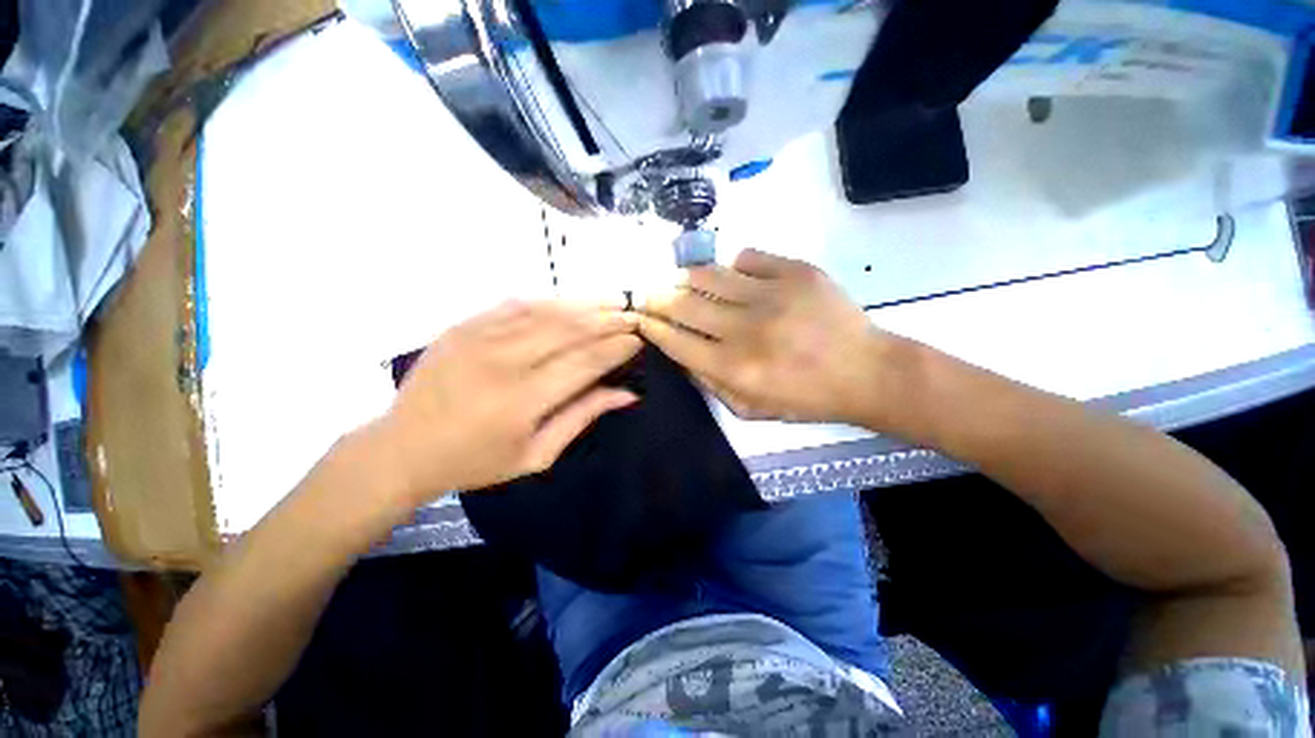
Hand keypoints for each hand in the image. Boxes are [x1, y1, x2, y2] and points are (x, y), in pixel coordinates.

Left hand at [373, 301, 641, 502]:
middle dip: (607, 320)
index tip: (638, 340)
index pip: (584, 362)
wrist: (401, 448)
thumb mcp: (536, 455)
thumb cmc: (475, 461)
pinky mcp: (463, 326)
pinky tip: (570, 302)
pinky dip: (549, 301)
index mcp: (521, 401)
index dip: (616, 348)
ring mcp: (478, 338)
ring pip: (545, 311)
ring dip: (584, 305)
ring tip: (612, 303)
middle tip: (632, 316)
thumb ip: (582, 417)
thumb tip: (626, 393)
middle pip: (569, 329)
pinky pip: (515, 305)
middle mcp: (502, 362)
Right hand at [640, 249, 896, 425]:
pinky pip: (748, 257)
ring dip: (688, 276)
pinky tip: (735, 275)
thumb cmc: (805, 398)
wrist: (865, 372)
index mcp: (734, 368)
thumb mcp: (751, 409)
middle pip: (684, 304)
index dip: (651, 326)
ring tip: (681, 278)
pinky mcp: (796, 271)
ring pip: (710, 274)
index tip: (639, 316)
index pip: (676, 340)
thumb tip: (680, 354)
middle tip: (647, 292)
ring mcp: (771, 295)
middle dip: (657, 297)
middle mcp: (746, 329)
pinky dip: (734, 265)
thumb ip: (710, 384)